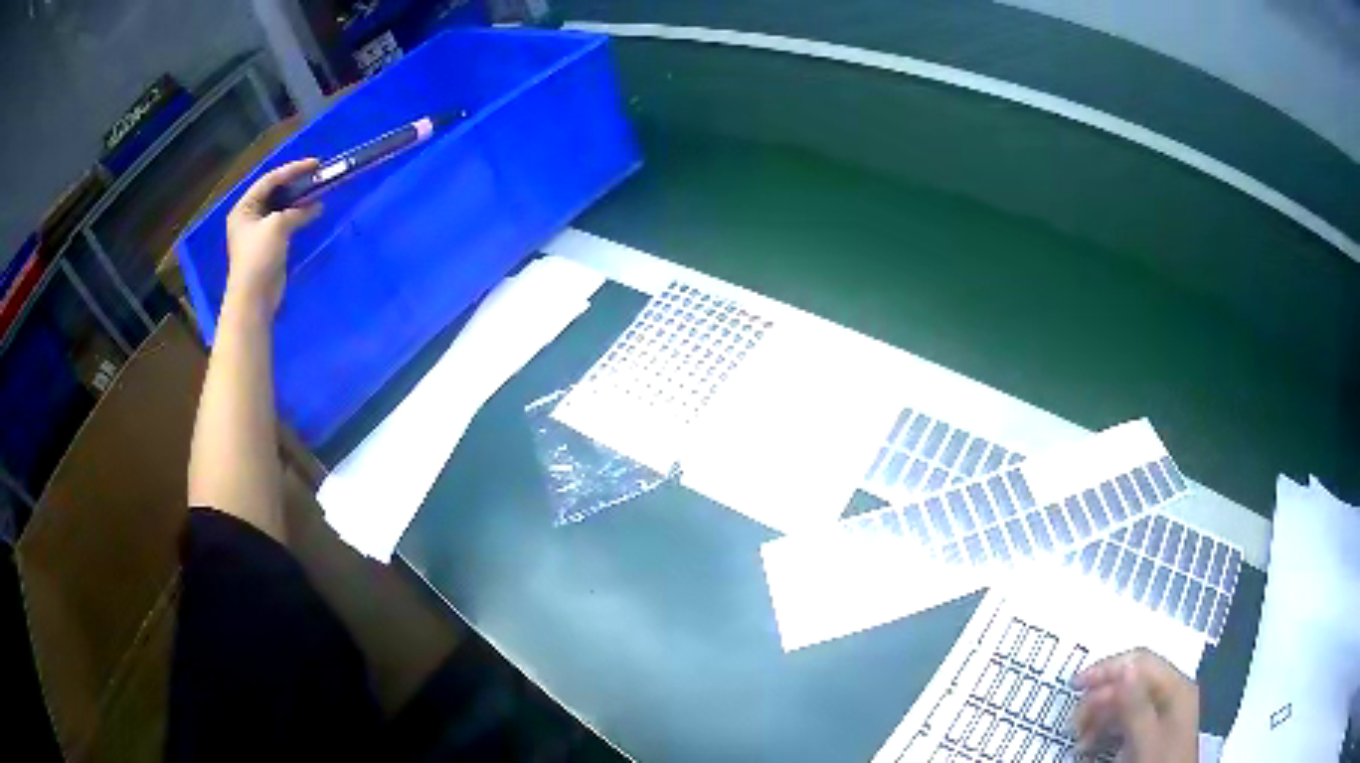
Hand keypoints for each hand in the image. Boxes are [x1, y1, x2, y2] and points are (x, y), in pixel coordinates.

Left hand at [224, 159, 322, 312]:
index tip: (315, 164)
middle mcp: (249, 217)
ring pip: (281, 207)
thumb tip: (316, 205)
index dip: (292, 169)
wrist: (254, 297)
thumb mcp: (277, 226)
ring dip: (299, 200)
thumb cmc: (259, 257)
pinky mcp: (269, 245)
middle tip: (316, 175)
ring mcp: (258, 232)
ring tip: (318, 191)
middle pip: (275, 192)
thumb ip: (297, 211)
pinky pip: (285, 222)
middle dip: (295, 183)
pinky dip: (298, 216)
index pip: (269, 180)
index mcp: (244, 208)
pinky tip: (313, 212)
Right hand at [1074, 648, 1198, 761]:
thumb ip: (1136, 704)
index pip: (1140, 662)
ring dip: (1099, 716)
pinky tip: (1090, 744)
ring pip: (1125, 701)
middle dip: (1099, 698)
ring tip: (1080, 739)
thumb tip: (1124, 666)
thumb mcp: (1146, 739)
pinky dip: (1105, 728)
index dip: (1108, 668)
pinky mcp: (1151, 730)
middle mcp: (1170, 692)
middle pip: (1131, 680)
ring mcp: (1162, 711)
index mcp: (1175, 686)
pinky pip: (1125, 719)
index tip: (1075, 685)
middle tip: (1073, 724)